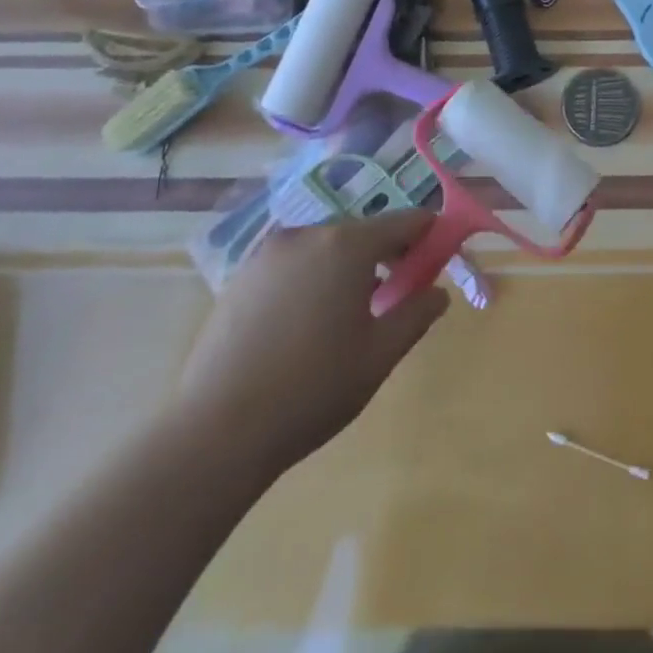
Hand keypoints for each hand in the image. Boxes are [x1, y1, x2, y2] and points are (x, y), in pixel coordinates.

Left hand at [172, 212, 450, 477]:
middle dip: (386, 255)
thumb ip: (417, 314)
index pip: (406, 221)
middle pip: (363, 231)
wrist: (215, 432)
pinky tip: (303, 325)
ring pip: (325, 247)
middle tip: (393, 297)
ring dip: (346, 267)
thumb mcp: (379, 355)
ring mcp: (269, 252)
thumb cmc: (312, 389)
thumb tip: (438, 292)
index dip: (428, 236)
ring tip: (345, 316)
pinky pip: (292, 264)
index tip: (436, 262)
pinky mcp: (240, 276)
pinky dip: (310, 278)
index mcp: (348, 244)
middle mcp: (309, 233)